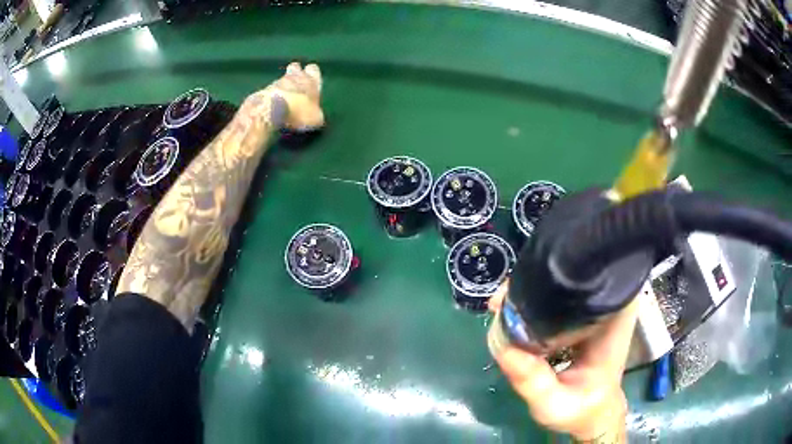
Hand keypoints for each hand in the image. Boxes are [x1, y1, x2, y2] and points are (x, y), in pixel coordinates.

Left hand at [255, 62, 324, 130]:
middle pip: (295, 68)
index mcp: (310, 80)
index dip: (313, 74)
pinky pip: (269, 90)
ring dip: (283, 86)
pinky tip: (272, 104)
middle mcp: (294, 77)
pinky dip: (272, 95)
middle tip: (296, 83)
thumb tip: (316, 116)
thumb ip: (317, 114)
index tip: (312, 81)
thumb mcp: (315, 118)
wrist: (270, 110)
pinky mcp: (262, 90)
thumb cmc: (298, 111)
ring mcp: (276, 82)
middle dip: (295, 73)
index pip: (314, 69)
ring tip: (283, 98)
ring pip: (281, 79)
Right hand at [487, 282, 636, 441]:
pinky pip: (557, 298)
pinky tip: (513, 314)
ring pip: (562, 284)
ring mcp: (596, 307)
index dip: (553, 278)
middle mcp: (608, 304)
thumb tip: (504, 345)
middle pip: (571, 274)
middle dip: (533, 283)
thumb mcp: (555, 404)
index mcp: (613, 320)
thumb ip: (533, 381)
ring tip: (500, 307)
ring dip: (530, 291)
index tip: (517, 293)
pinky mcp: (583, 313)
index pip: (591, 278)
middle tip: (499, 303)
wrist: (594, 412)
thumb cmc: (582, 409)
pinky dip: (535, 303)